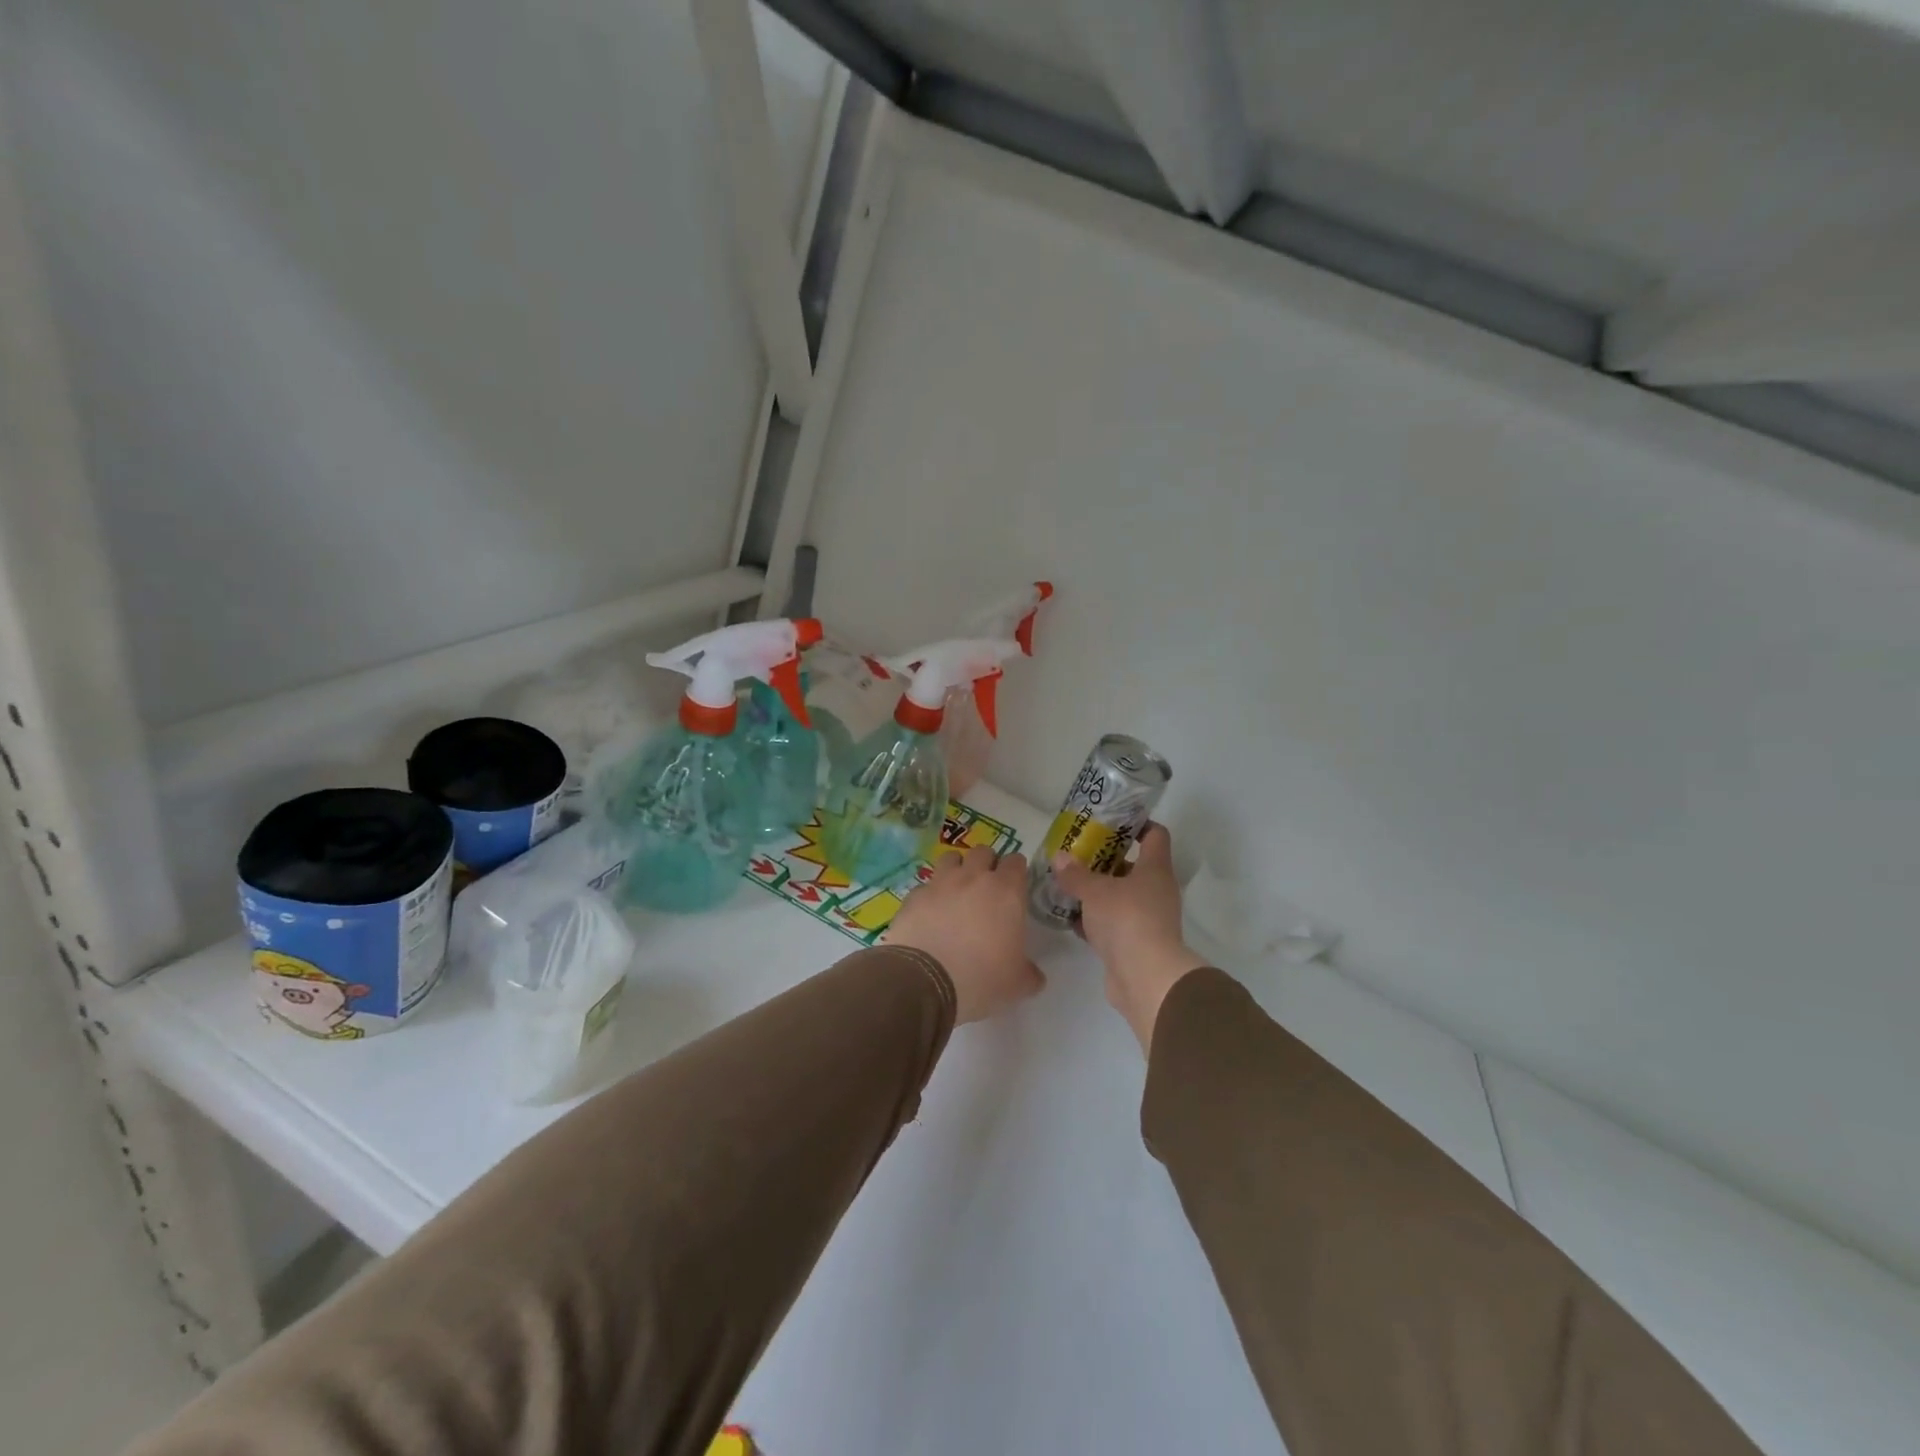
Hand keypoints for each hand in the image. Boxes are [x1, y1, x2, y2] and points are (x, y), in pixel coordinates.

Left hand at [885, 846, 1045, 1024]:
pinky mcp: (914, 895)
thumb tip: (1034, 976)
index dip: (1016, 871)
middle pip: (983, 852)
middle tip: (987, 888)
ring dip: (957, 868)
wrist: (926, 980)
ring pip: (951, 858)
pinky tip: (930, 914)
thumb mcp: (1017, 984)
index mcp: (1006, 891)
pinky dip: (930, 894)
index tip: (1015, 886)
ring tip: (957, 891)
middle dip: (987, 864)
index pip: (1016, 861)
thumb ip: (1029, 973)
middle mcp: (974, 878)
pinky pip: (926, 886)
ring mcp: (941, 883)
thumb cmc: (982, 977)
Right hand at [1050, 824, 1206, 1052]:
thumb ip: (1075, 874)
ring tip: (1068, 882)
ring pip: (1121, 896)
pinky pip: (1113, 923)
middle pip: (1133, 866)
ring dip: (1098, 891)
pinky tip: (1070, 917)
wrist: (1145, 978)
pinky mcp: (1135, 943)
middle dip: (1106, 859)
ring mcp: (1148, 919)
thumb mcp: (1095, 891)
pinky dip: (1095, 919)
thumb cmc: (1127, 920)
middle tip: (1078, 852)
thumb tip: (1059, 857)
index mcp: (1155, 869)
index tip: (1112, 820)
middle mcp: (1156, 891)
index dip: (1137, 824)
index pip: (1155, 835)